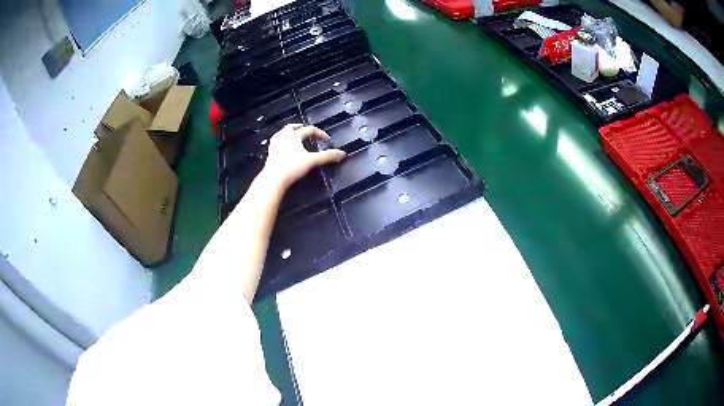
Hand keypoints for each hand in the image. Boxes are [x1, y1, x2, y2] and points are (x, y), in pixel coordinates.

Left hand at [262, 124, 345, 189]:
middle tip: (307, 131)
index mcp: (294, 135)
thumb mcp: (312, 161)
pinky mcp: (270, 153)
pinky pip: (276, 142)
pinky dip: (282, 142)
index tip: (327, 140)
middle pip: (292, 127)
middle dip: (301, 128)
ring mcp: (275, 144)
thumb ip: (327, 156)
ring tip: (294, 136)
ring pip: (283, 133)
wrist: (274, 178)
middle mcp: (283, 136)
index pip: (310, 129)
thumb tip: (342, 153)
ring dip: (290, 133)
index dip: (320, 134)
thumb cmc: (292, 167)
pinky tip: (283, 147)